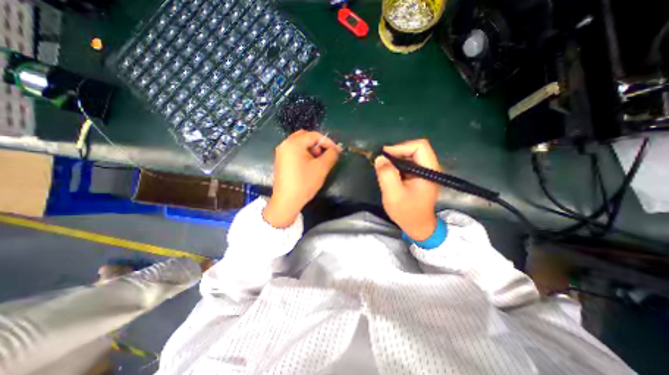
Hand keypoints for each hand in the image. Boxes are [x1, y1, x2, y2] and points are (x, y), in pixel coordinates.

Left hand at [264, 130, 341, 226]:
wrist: (287, 201)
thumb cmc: (304, 183)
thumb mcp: (321, 168)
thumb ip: (331, 155)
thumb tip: (336, 149)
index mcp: (293, 143)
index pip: (314, 135)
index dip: (328, 142)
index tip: (337, 151)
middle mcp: (285, 144)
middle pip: (305, 137)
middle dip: (318, 144)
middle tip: (325, 155)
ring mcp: (281, 153)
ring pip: (300, 144)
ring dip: (312, 149)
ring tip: (318, 161)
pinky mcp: (281, 161)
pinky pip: (295, 152)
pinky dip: (304, 154)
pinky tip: (309, 165)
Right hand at [374, 137, 443, 239]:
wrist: (418, 226)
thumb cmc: (407, 212)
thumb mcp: (393, 195)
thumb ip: (387, 175)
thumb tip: (380, 158)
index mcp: (429, 171)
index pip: (419, 146)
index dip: (401, 147)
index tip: (385, 156)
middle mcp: (431, 168)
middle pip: (415, 148)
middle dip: (397, 152)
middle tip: (382, 162)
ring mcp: (426, 172)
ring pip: (411, 155)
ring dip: (396, 159)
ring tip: (385, 168)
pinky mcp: (420, 176)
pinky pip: (409, 163)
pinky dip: (398, 164)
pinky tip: (391, 173)